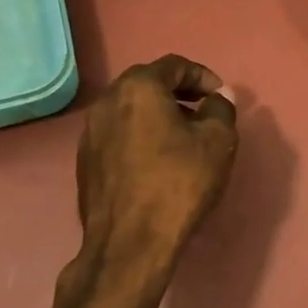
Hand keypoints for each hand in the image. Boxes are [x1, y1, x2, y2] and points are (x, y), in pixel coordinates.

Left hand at [75, 54, 238, 262]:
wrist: (131, 242)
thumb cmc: (180, 182)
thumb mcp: (217, 141)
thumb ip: (221, 110)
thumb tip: (219, 98)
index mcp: (138, 88)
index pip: (174, 66)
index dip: (203, 76)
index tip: (221, 96)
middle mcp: (107, 102)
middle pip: (147, 83)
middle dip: (178, 92)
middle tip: (203, 110)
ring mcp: (91, 132)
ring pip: (130, 110)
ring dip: (158, 114)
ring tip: (184, 137)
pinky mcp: (86, 161)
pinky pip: (119, 134)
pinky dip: (141, 135)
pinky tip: (159, 160)